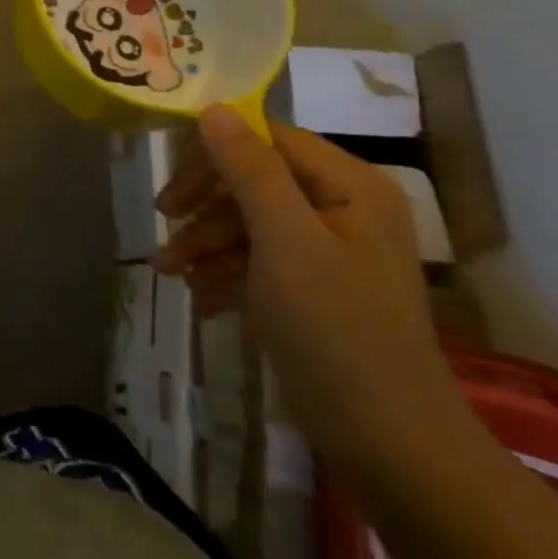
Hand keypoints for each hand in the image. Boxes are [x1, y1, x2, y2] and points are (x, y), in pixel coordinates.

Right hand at [154, 106, 463, 464]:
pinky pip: (260, 258)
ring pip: (251, 220)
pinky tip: (200, 297)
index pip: (268, 139)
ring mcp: (331, 249)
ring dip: (206, 241)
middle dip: (206, 203)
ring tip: (169, 271)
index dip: (215, 152)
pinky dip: (226, 271)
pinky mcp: (316, 288)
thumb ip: (249, 170)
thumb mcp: (285, 243)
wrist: (393, 452)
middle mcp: (343, 207)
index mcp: (350, 186)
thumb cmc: (337, 333)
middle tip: (164, 220)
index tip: (171, 179)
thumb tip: (212, 107)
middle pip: (255, 178)